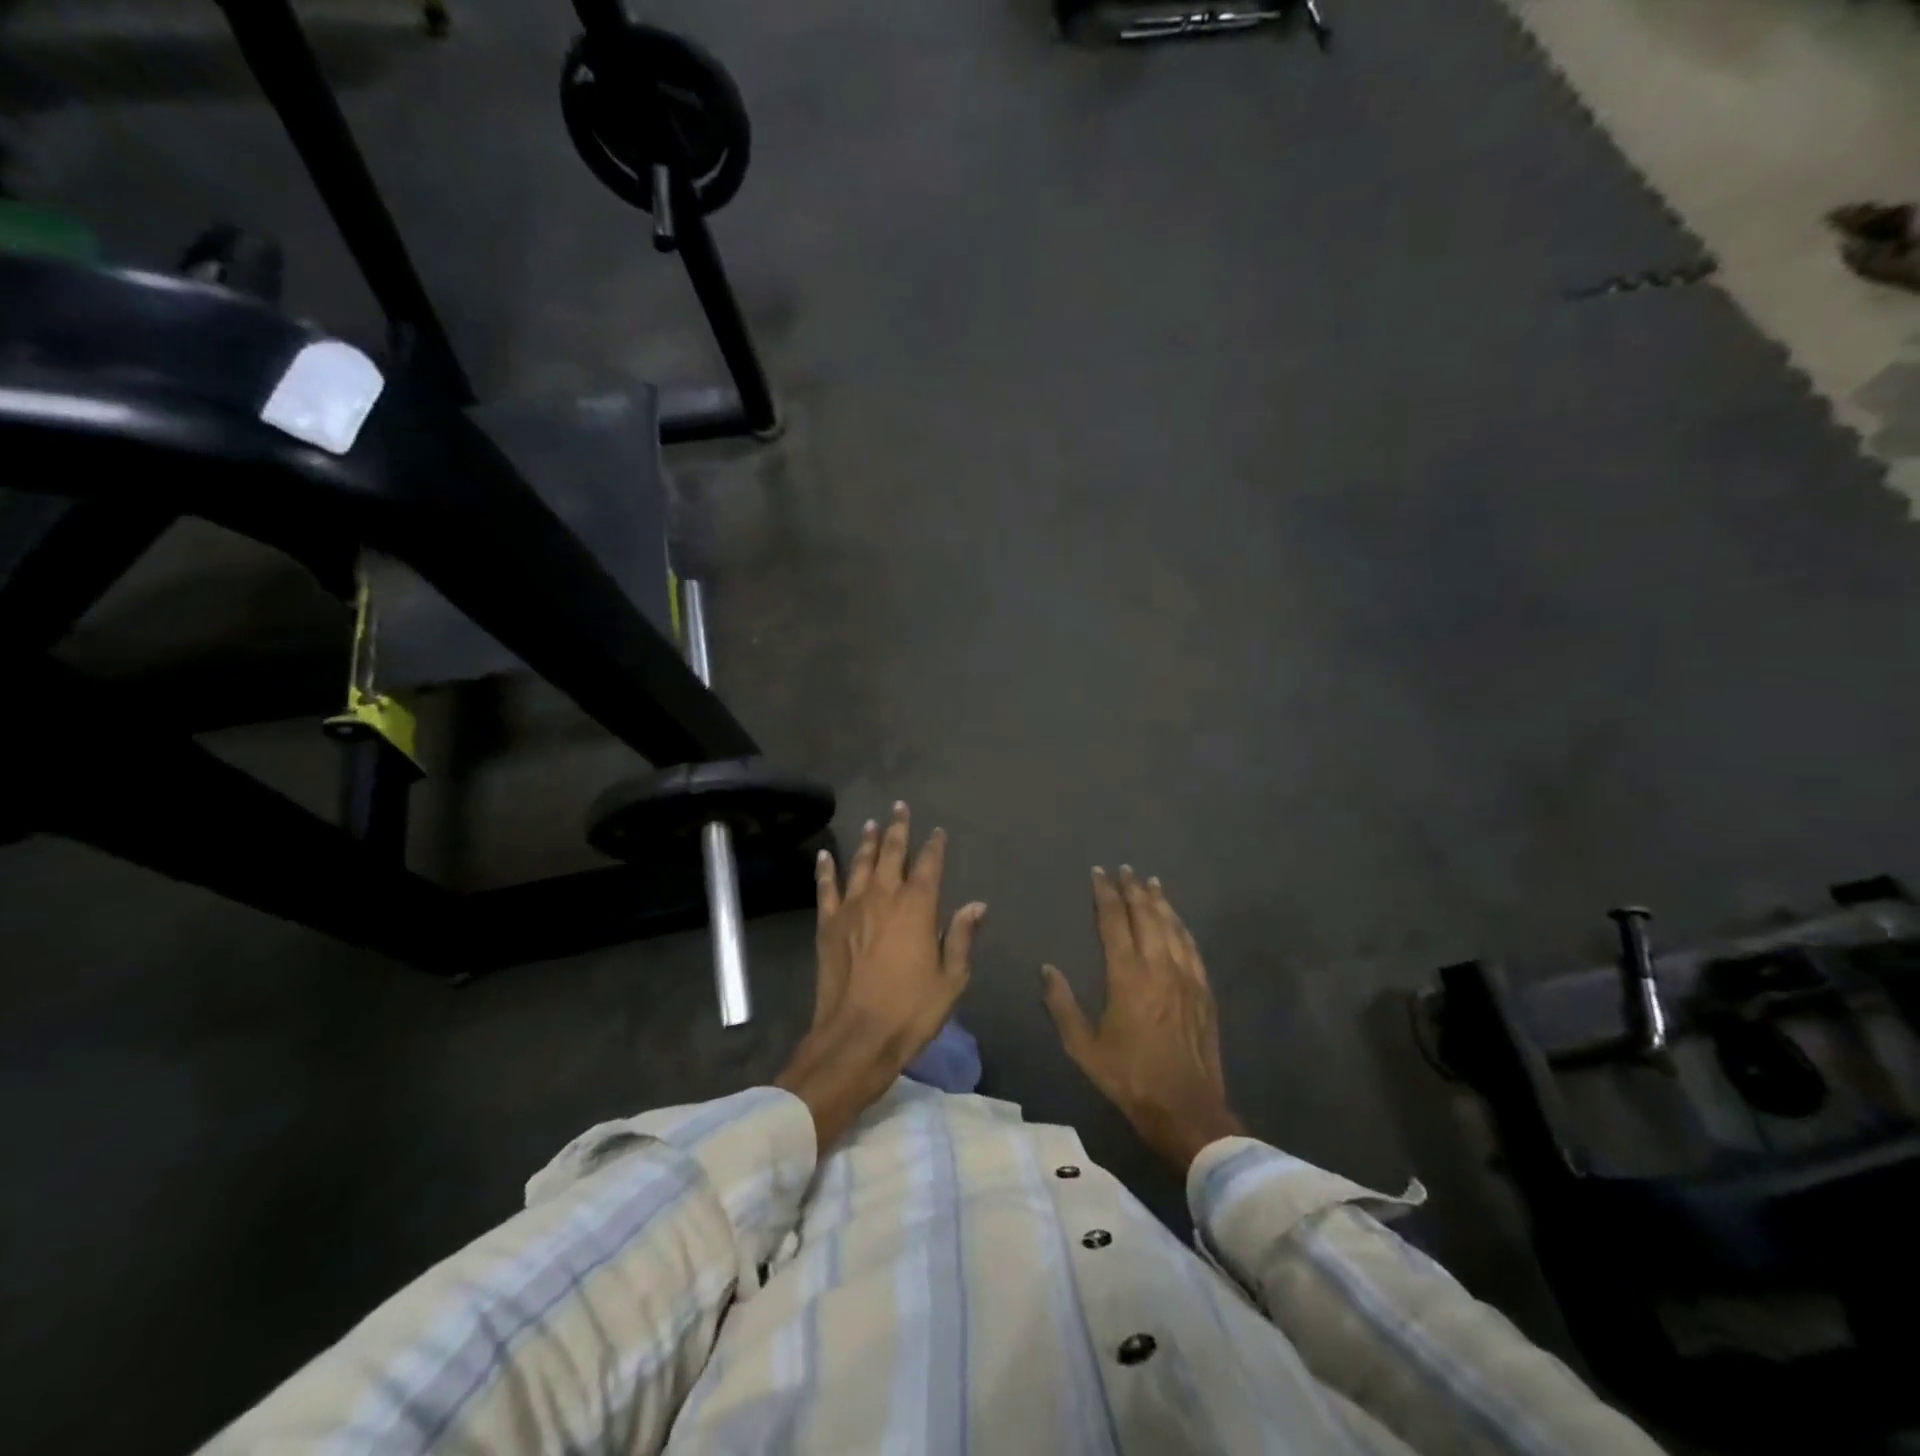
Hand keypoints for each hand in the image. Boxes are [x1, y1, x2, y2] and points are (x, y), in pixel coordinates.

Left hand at [777, 803, 985, 1147]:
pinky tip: (826, 854)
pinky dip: (826, 869)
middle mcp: (884, 897)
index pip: (929, 865)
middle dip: (898, 829)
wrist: (856, 1036)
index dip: (934, 846)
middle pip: (892, 853)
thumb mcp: (951, 979)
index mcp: (918, 907)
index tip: (937, 831)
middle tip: (899, 807)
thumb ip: (961, 937)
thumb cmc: (911, 1010)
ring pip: (861, 864)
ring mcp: (852, 908)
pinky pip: (826, 888)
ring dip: (867, 841)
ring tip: (871, 823)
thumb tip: (976, 904)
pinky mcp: (828, 924)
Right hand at [1042, 867, 1243, 1171]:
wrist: (1187, 1108)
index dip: (1106, 894)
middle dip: (1133, 889)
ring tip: (1150, 882)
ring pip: (1172, 926)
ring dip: (1159, 901)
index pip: (1114, 921)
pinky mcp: (1203, 990)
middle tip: (1124, 869)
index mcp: (1127, 976)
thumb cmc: (1130, 1077)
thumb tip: (1047, 969)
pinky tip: (1176, 918)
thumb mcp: (1083, 1048)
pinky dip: (1181, 925)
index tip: (1099, 873)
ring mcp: (1186, 976)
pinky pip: (1191, 946)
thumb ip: (1062, 1005)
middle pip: (1146, 915)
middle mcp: (1159, 966)